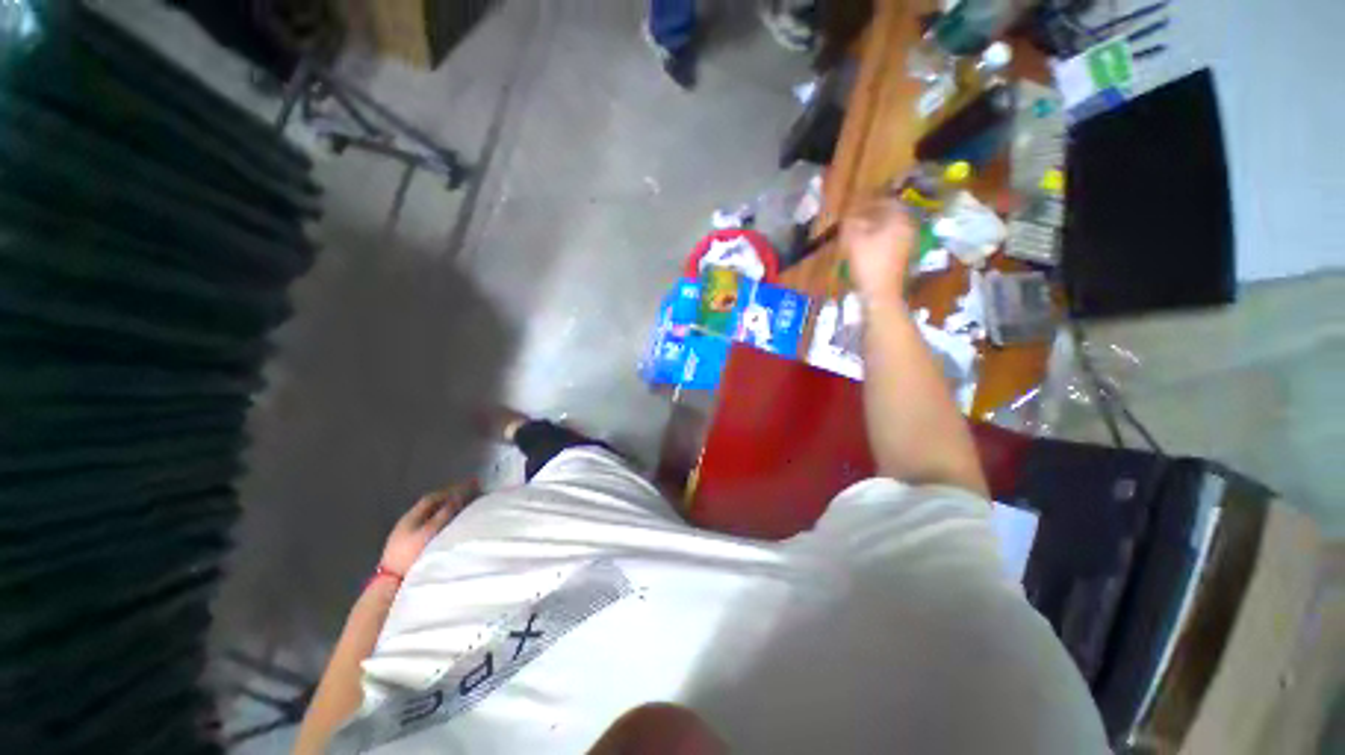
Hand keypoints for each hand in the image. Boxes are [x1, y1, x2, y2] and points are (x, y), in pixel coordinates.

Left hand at [379, 482, 479, 574]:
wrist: (391, 582)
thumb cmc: (410, 554)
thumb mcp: (429, 532)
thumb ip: (444, 514)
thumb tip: (458, 496)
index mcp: (411, 517)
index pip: (432, 498)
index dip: (450, 490)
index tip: (468, 486)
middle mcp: (409, 522)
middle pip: (431, 506)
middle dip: (450, 498)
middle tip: (469, 495)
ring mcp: (408, 535)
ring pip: (430, 516)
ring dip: (447, 509)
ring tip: (464, 508)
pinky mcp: (410, 546)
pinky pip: (430, 525)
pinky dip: (443, 520)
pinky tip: (451, 525)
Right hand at [841, 198, 916, 303]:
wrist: (881, 293)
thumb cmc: (868, 263)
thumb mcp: (853, 240)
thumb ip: (851, 222)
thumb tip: (850, 213)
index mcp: (898, 219)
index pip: (886, 201)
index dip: (870, 200)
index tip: (856, 203)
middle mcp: (908, 227)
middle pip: (891, 214)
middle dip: (873, 213)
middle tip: (857, 216)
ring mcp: (908, 243)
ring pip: (891, 227)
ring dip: (876, 226)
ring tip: (859, 231)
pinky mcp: (904, 256)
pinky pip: (892, 239)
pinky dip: (880, 238)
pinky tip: (867, 245)